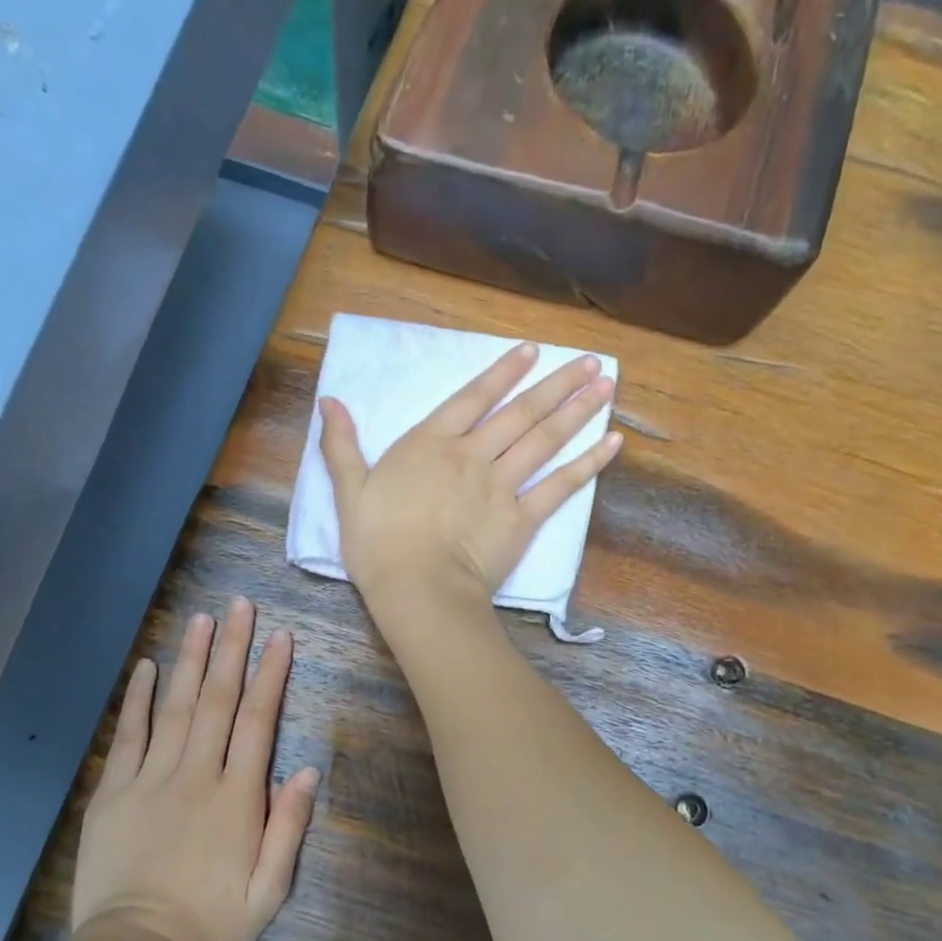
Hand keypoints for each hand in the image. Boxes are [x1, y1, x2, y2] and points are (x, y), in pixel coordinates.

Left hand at [71, 597, 319, 940]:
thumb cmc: (211, 926)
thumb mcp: (268, 891)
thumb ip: (288, 828)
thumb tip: (307, 771)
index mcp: (237, 797)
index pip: (258, 721)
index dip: (271, 675)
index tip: (280, 636)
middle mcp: (196, 775)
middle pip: (218, 700)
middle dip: (232, 649)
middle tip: (240, 606)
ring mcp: (151, 779)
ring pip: (176, 707)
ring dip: (191, 660)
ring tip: (202, 619)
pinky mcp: (114, 792)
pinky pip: (128, 735)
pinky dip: (137, 699)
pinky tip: (146, 667)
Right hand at [318, 341, 620, 610]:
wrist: (418, 588)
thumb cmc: (377, 543)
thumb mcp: (349, 491)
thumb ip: (341, 445)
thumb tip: (328, 401)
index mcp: (430, 444)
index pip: (472, 398)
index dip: (502, 373)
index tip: (532, 351)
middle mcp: (472, 454)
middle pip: (520, 412)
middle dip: (557, 384)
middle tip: (593, 362)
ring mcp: (502, 485)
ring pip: (545, 439)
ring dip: (578, 410)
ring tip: (607, 386)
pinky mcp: (523, 518)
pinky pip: (561, 486)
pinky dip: (588, 463)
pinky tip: (612, 443)